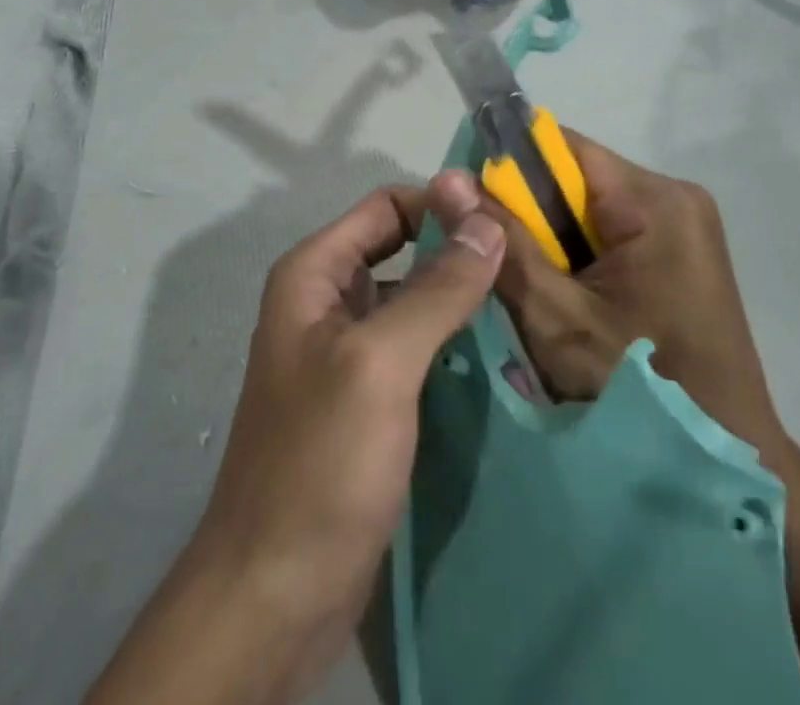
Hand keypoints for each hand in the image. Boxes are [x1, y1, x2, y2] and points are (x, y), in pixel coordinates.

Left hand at [88, 175, 505, 704]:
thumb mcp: (381, 363)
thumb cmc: (320, 461)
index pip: (386, 207)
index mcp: (314, 273)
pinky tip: (499, 352)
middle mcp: (327, 301)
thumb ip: (437, 288)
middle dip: (456, 250)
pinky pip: (416, 347)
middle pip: (401, 248)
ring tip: (525, 301)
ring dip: (460, 297)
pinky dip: (453, 341)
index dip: (440, 204)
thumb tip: (487, 220)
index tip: (502, 222)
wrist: (274, 594)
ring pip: (413, 299)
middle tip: (524, 262)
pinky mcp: (369, 399)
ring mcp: (347, 352)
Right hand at [493, 135, 799, 704]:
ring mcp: (681, 227)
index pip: (562, 148)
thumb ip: (504, 245)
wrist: (736, 465)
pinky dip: (576, 259)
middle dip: (527, 214)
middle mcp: (674, 198)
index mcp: (655, 200)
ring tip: (523, 285)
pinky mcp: (678, 255)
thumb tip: (446, 178)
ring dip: (549, 241)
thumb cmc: (644, 390)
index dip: (507, 167)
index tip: (466, 203)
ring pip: (587, 209)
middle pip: (574, 179)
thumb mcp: (559, 318)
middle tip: (488, 258)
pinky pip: (608, 234)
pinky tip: (562, 299)